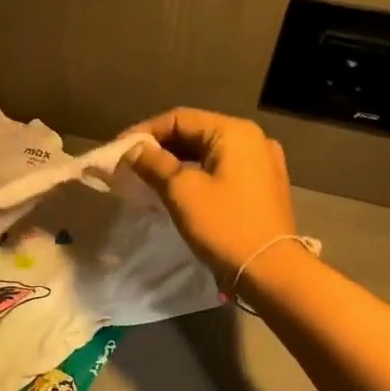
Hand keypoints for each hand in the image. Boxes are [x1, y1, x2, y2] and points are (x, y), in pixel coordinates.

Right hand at [128, 108, 300, 287]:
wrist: (270, 271)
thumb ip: (154, 164)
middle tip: (130, 164)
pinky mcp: (263, 186)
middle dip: (160, 147)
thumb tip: (134, 150)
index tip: (119, 150)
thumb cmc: (224, 226)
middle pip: (195, 132)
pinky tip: (178, 189)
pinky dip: (197, 174)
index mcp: (234, 132)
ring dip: (177, 161)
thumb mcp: (181, 191)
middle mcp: (253, 139)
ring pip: (208, 153)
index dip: (145, 131)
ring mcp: (262, 163)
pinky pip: (222, 169)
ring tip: (149, 177)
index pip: (180, 118)